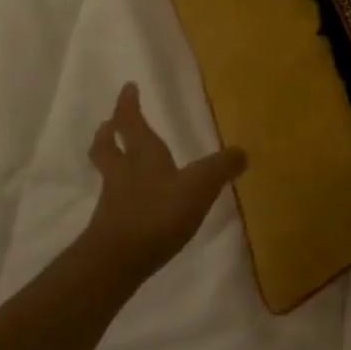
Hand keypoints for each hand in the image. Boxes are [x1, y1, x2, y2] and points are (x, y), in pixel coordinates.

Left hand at [81, 83, 246, 284]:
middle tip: (109, 123)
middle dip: (109, 132)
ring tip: (118, 157)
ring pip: (108, 172)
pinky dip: (120, 193)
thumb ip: (221, 167)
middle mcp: (123, 172)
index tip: (127, 88)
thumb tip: (242, 152)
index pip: (132, 122)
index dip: (128, 104)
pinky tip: (132, 201)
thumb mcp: (200, 185)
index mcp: (143, 154)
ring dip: (111, 160)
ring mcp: (113, 201)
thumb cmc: (158, 212)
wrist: (117, 262)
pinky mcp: (111, 228)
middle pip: (108, 146)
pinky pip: (114, 200)